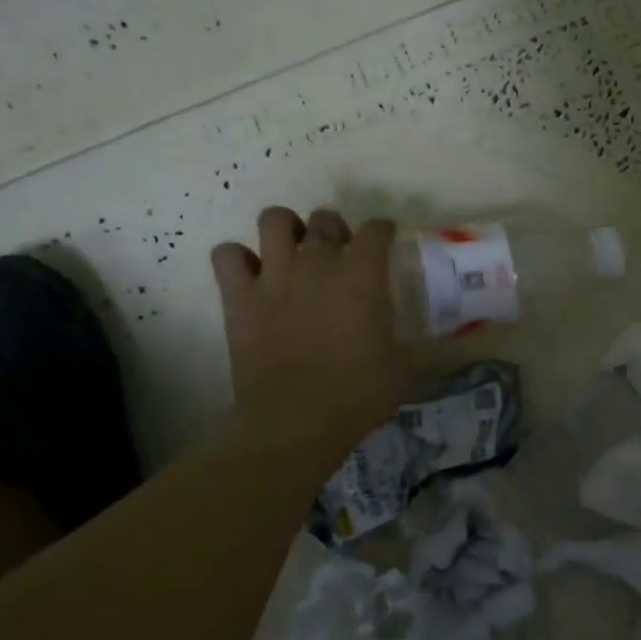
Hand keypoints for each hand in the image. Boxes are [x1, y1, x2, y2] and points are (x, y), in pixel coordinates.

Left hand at [211, 207, 414, 469]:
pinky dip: (237, 259)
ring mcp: (274, 275)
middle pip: (325, 219)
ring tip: (292, 251)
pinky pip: (227, 255)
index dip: (382, 231)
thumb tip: (413, 343)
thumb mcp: (403, 367)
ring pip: (274, 220)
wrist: (297, 420)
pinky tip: (251, 276)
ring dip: (286, 230)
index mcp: (363, 274)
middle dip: (336, 229)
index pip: (376, 229)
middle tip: (339, 254)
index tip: (385, 241)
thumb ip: (408, 343)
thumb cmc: (358, 393)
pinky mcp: (239, 297)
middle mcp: (317, 262)